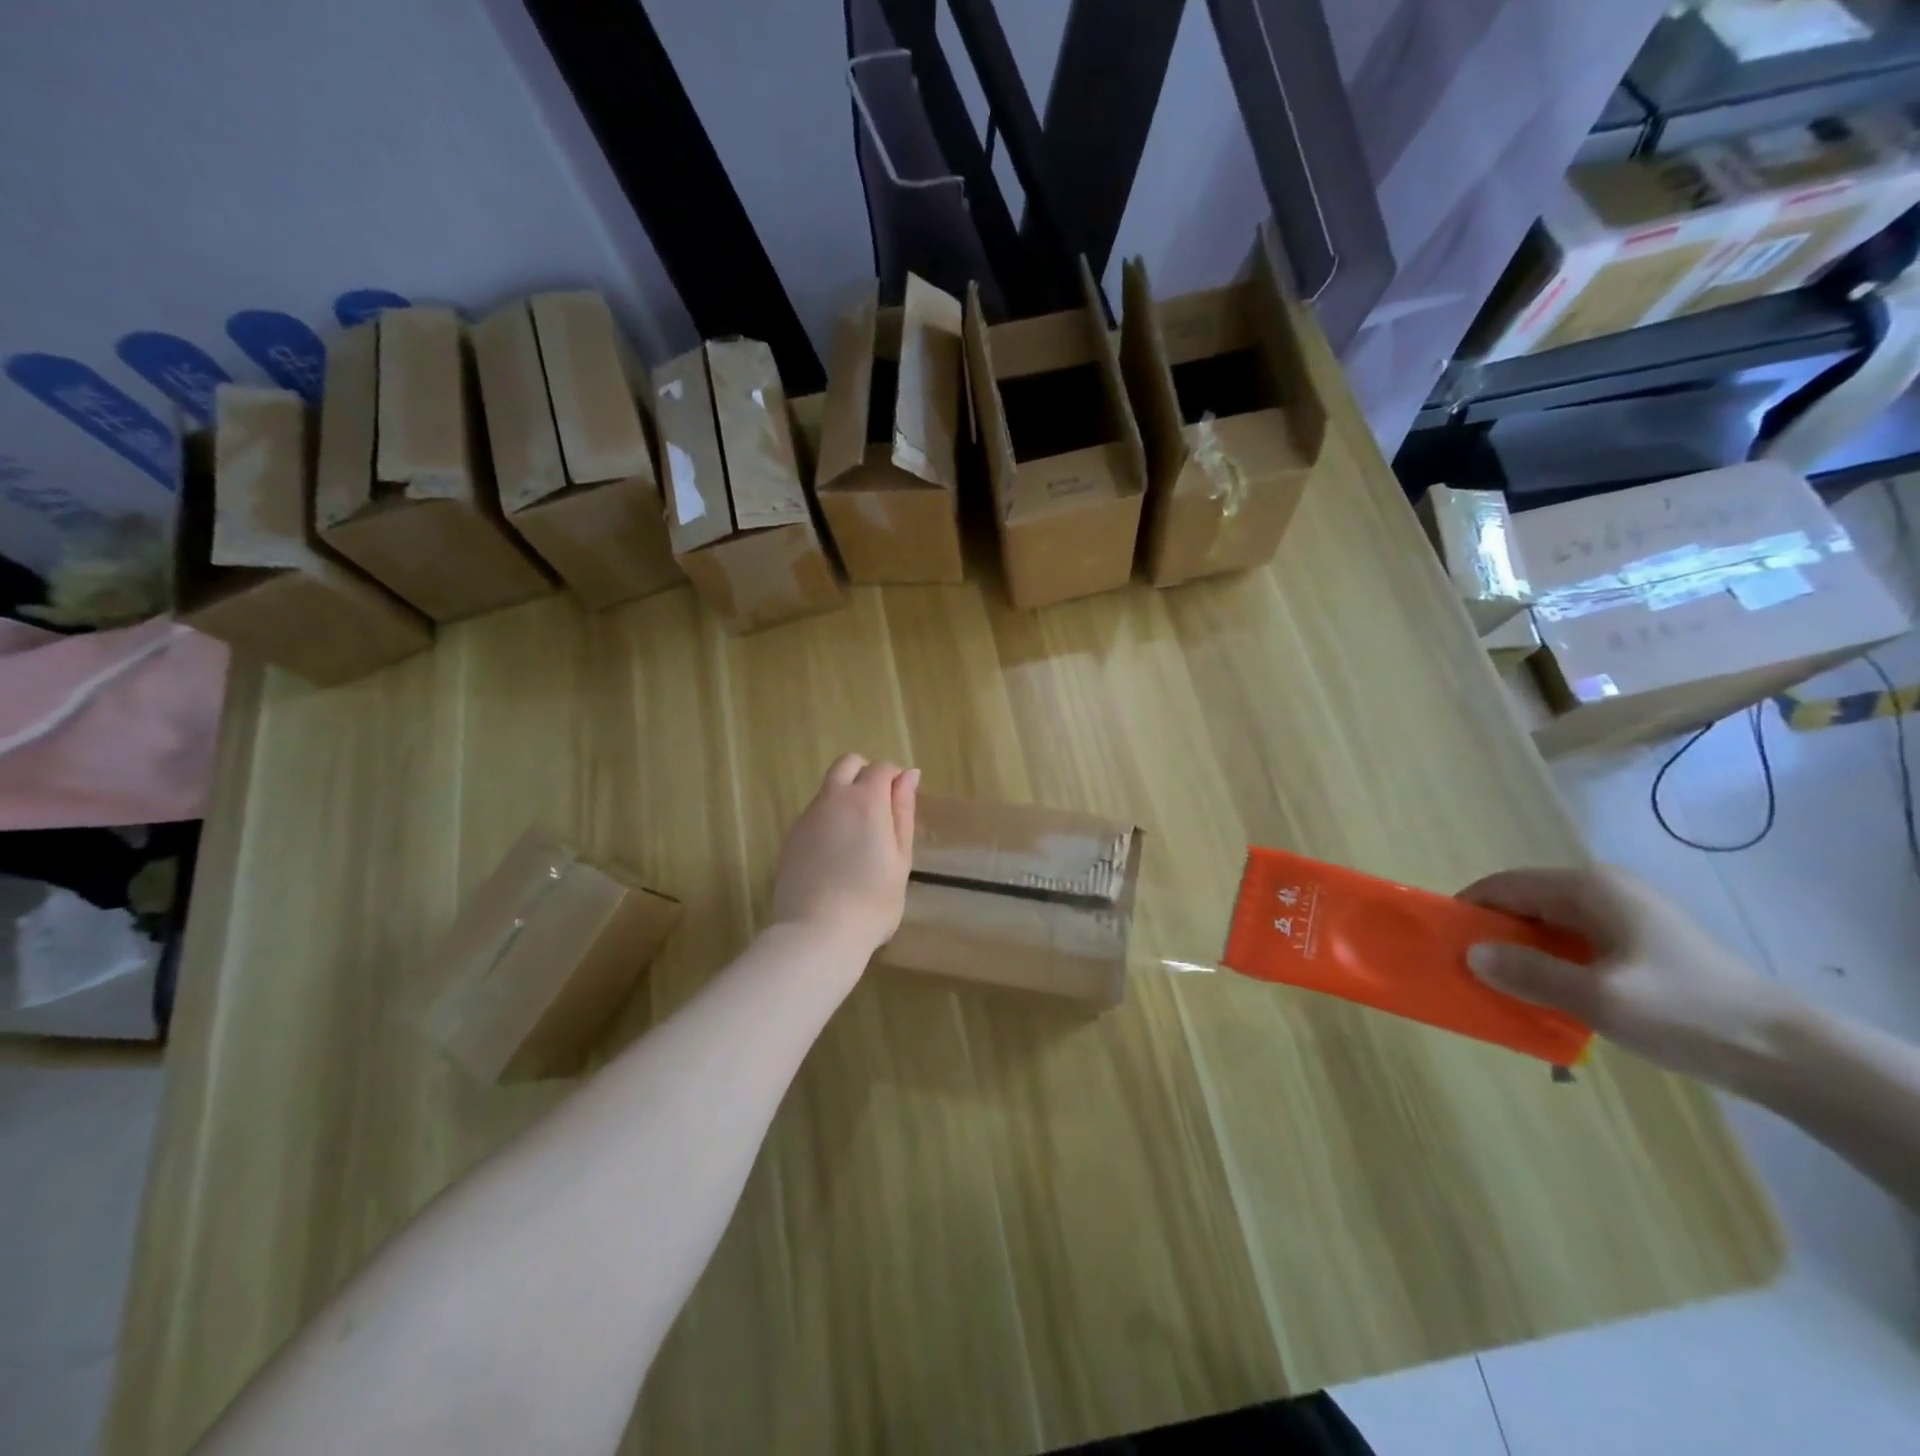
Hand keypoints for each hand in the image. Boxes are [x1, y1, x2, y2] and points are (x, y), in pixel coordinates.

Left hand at [770, 754, 918, 957]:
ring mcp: (807, 817)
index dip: (895, 780)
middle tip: (880, 812)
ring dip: (846, 798)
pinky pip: (814, 814)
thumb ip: (903, 812)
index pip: (881, 768)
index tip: (902, 804)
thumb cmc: (872, 901)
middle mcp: (832, 799)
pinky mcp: (791, 838)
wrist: (816, 935)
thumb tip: (909, 775)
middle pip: (848, 764)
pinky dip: (829, 820)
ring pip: (828, 789)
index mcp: (865, 800)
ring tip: (859, 840)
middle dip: (866, 775)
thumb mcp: (900, 858)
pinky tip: (837, 855)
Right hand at [1459, 865, 1797, 1087]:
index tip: (1442, 941)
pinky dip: (1551, 963)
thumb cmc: (1686, 1013)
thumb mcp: (1599, 998)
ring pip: (1549, 926)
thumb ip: (1530, 973)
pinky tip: (1547, 994)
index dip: (1468, 909)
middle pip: (1525, 903)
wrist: (1789, 1054)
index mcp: (1589, 888)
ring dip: (1522, 952)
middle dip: (1493, 934)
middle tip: (1468, 970)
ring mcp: (1625, 916)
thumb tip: (1469, 954)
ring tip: (1501, 986)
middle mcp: (1603, 891)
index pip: (1504, 885)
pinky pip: (1574, 944)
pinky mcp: (1640, 944)